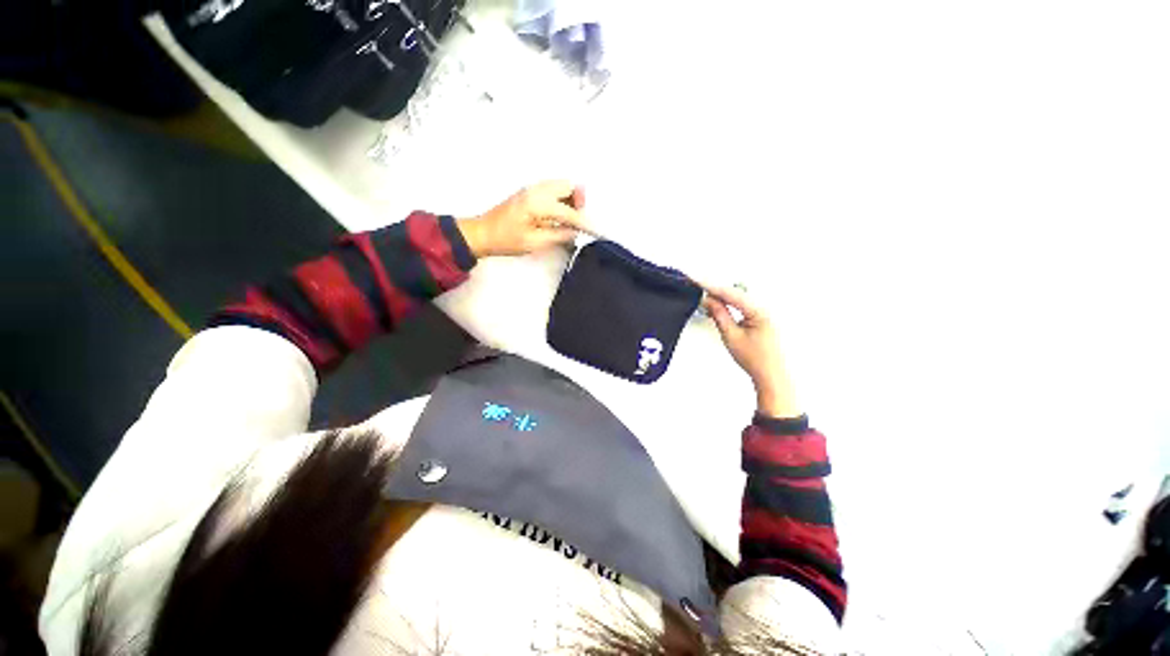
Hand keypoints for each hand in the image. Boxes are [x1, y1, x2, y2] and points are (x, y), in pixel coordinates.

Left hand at [457, 181, 592, 257]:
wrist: (482, 233)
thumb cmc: (506, 240)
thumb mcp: (534, 242)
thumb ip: (558, 235)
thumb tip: (575, 232)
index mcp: (538, 202)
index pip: (569, 211)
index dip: (584, 222)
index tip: (596, 230)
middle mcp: (537, 189)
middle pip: (569, 186)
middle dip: (579, 202)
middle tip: (578, 221)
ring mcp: (533, 188)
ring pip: (562, 186)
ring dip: (571, 199)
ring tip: (570, 219)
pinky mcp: (530, 192)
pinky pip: (553, 189)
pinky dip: (562, 199)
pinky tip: (559, 215)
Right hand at [701, 284, 801, 418]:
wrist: (772, 375)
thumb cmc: (756, 359)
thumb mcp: (731, 336)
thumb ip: (719, 314)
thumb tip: (709, 300)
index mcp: (759, 311)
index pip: (729, 293)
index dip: (710, 285)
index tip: (696, 278)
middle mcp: (764, 307)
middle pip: (734, 291)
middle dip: (715, 288)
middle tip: (696, 284)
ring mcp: (764, 311)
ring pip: (738, 296)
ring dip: (721, 295)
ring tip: (705, 295)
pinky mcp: (762, 316)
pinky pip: (743, 303)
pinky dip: (729, 302)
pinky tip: (720, 303)